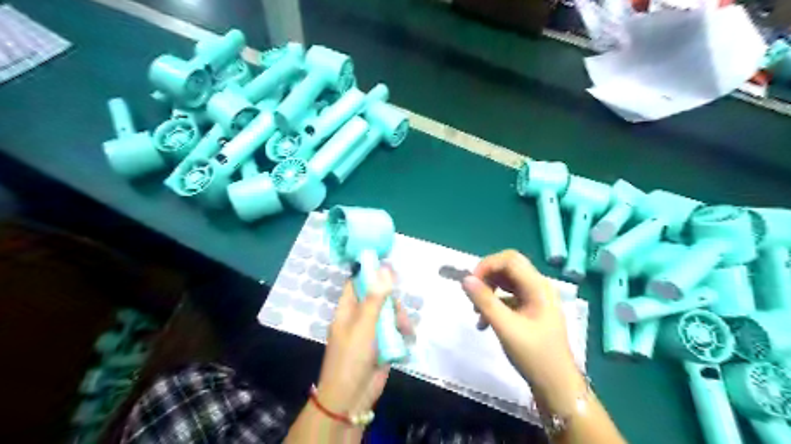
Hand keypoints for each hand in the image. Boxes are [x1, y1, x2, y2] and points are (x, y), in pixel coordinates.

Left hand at [316, 268, 413, 415]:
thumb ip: (376, 298)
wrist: (351, 399)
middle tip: (400, 311)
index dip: (371, 273)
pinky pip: (396, 331)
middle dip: (392, 302)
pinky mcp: (383, 345)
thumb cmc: (351, 358)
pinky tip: (409, 338)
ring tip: (406, 330)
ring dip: (400, 319)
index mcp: (347, 310)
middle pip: (379, 298)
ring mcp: (372, 332)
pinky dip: (403, 333)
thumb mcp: (364, 325)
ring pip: (390, 314)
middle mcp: (359, 318)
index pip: (357, 283)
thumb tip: (385, 268)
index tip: (390, 268)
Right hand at [464, 249, 578, 397]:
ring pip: (507, 282)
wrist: (557, 385)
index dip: (487, 265)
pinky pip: (509, 297)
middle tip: (472, 293)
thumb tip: (465, 279)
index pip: (509, 259)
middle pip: (508, 267)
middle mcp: (538, 287)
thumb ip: (485, 301)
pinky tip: (484, 322)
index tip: (470, 283)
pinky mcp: (531, 310)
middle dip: (487, 276)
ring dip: (489, 291)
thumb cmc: (534, 355)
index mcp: (538, 286)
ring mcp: (535, 298)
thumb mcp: (505, 327)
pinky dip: (495, 304)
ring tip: (476, 310)